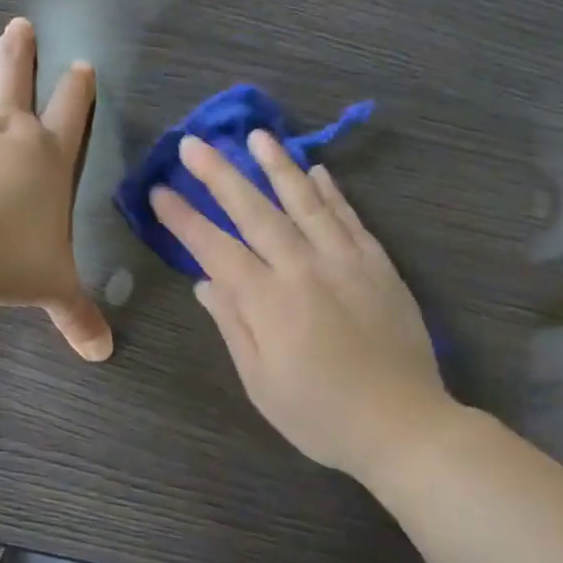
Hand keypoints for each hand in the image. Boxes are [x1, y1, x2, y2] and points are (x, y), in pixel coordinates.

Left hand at [0, 18, 112, 361]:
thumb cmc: (13, 257)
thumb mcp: (54, 286)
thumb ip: (78, 315)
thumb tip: (103, 354)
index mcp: (47, 155)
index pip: (72, 113)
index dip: (78, 89)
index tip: (82, 64)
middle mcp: (7, 128)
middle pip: (16, 78)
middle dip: (19, 52)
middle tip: (19, 24)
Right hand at [152, 132, 444, 476]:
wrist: (403, 425)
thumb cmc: (320, 416)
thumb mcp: (261, 382)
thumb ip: (233, 326)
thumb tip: (204, 283)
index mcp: (268, 302)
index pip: (215, 248)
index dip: (184, 219)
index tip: (160, 191)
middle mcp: (304, 269)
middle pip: (255, 211)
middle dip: (220, 175)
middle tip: (194, 143)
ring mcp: (346, 261)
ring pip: (306, 201)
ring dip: (278, 166)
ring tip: (257, 136)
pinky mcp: (379, 265)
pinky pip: (350, 218)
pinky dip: (332, 192)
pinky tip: (318, 171)